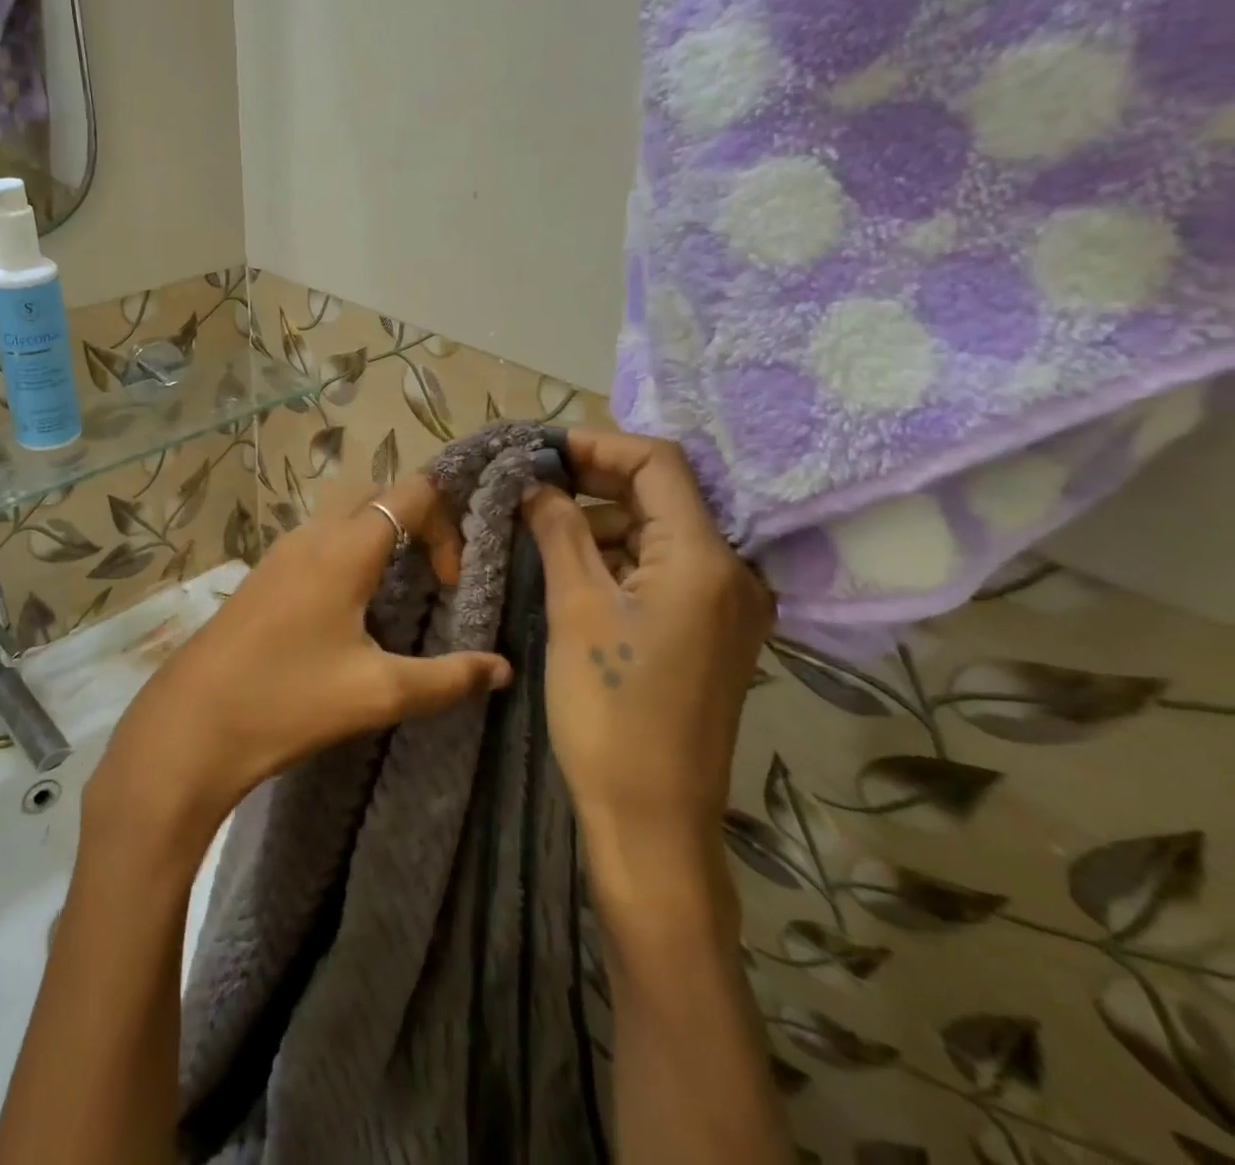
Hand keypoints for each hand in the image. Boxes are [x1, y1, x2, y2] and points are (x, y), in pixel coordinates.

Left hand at [93, 476, 513, 853]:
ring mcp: (281, 553)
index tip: (453, 579)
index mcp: (344, 549)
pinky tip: (352, 612)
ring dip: (380, 539)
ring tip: (402, 593)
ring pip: (344, 518)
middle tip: (436, 577)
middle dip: (417, 522)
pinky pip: (318, 542)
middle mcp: (312, 536)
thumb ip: (448, 678)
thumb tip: (502, 670)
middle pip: (376, 496)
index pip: (412, 493)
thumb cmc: (288, 701)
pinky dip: (349, 554)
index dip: (447, 522)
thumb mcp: (377, 694)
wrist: (192, 724)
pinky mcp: (263, 576)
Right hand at [522, 432, 772, 849]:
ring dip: (602, 519)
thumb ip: (559, 531)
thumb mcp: (576, 608)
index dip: (598, 445)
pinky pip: (663, 569)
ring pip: (659, 532)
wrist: (651, 817)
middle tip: (531, 481)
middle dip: (595, 479)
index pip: (659, 464)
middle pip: (662, 494)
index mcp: (705, 559)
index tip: (540, 451)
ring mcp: (725, 604)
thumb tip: (535, 483)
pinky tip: (571, 564)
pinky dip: (617, 555)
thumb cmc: (610, 708)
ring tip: (540, 524)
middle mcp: (731, 572)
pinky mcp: (709, 631)